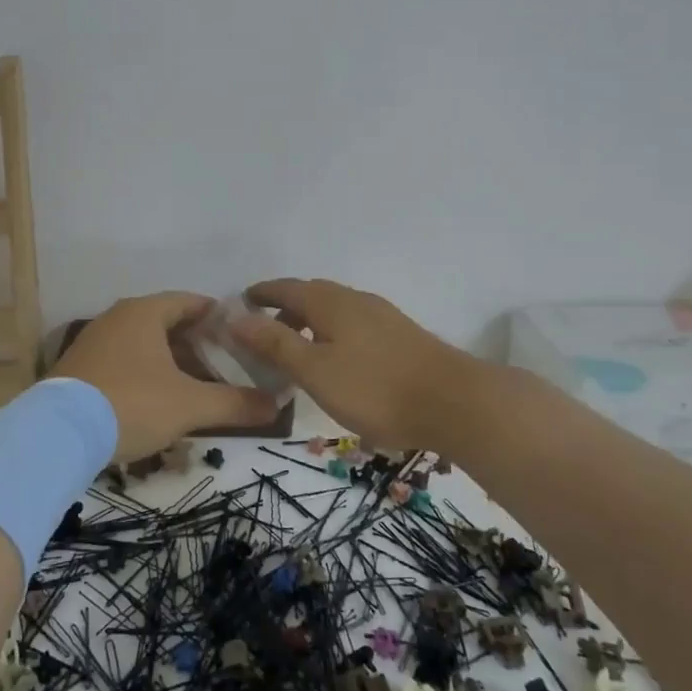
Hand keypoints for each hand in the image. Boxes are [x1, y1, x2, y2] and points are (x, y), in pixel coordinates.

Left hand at [50, 292, 277, 460]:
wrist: (57, 434)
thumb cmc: (131, 404)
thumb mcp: (189, 405)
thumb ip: (235, 404)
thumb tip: (277, 406)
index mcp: (144, 313)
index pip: (190, 302)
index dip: (218, 317)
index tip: (241, 335)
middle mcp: (117, 317)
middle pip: (167, 322)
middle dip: (197, 344)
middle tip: (224, 366)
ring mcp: (94, 341)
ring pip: (144, 344)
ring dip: (171, 361)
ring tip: (195, 386)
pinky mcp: (79, 367)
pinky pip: (123, 360)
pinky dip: (146, 372)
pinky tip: (157, 400)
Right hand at [231, 278, 481, 449]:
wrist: (456, 403)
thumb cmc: (375, 388)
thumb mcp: (315, 370)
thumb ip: (275, 343)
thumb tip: (235, 317)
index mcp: (330, 302)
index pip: (286, 287)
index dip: (261, 293)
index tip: (241, 302)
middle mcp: (355, 300)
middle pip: (311, 296)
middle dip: (284, 308)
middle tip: (263, 332)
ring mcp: (382, 317)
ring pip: (334, 312)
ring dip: (309, 323)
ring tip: (296, 351)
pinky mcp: (401, 337)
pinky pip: (353, 326)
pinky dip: (332, 335)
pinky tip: (337, 362)